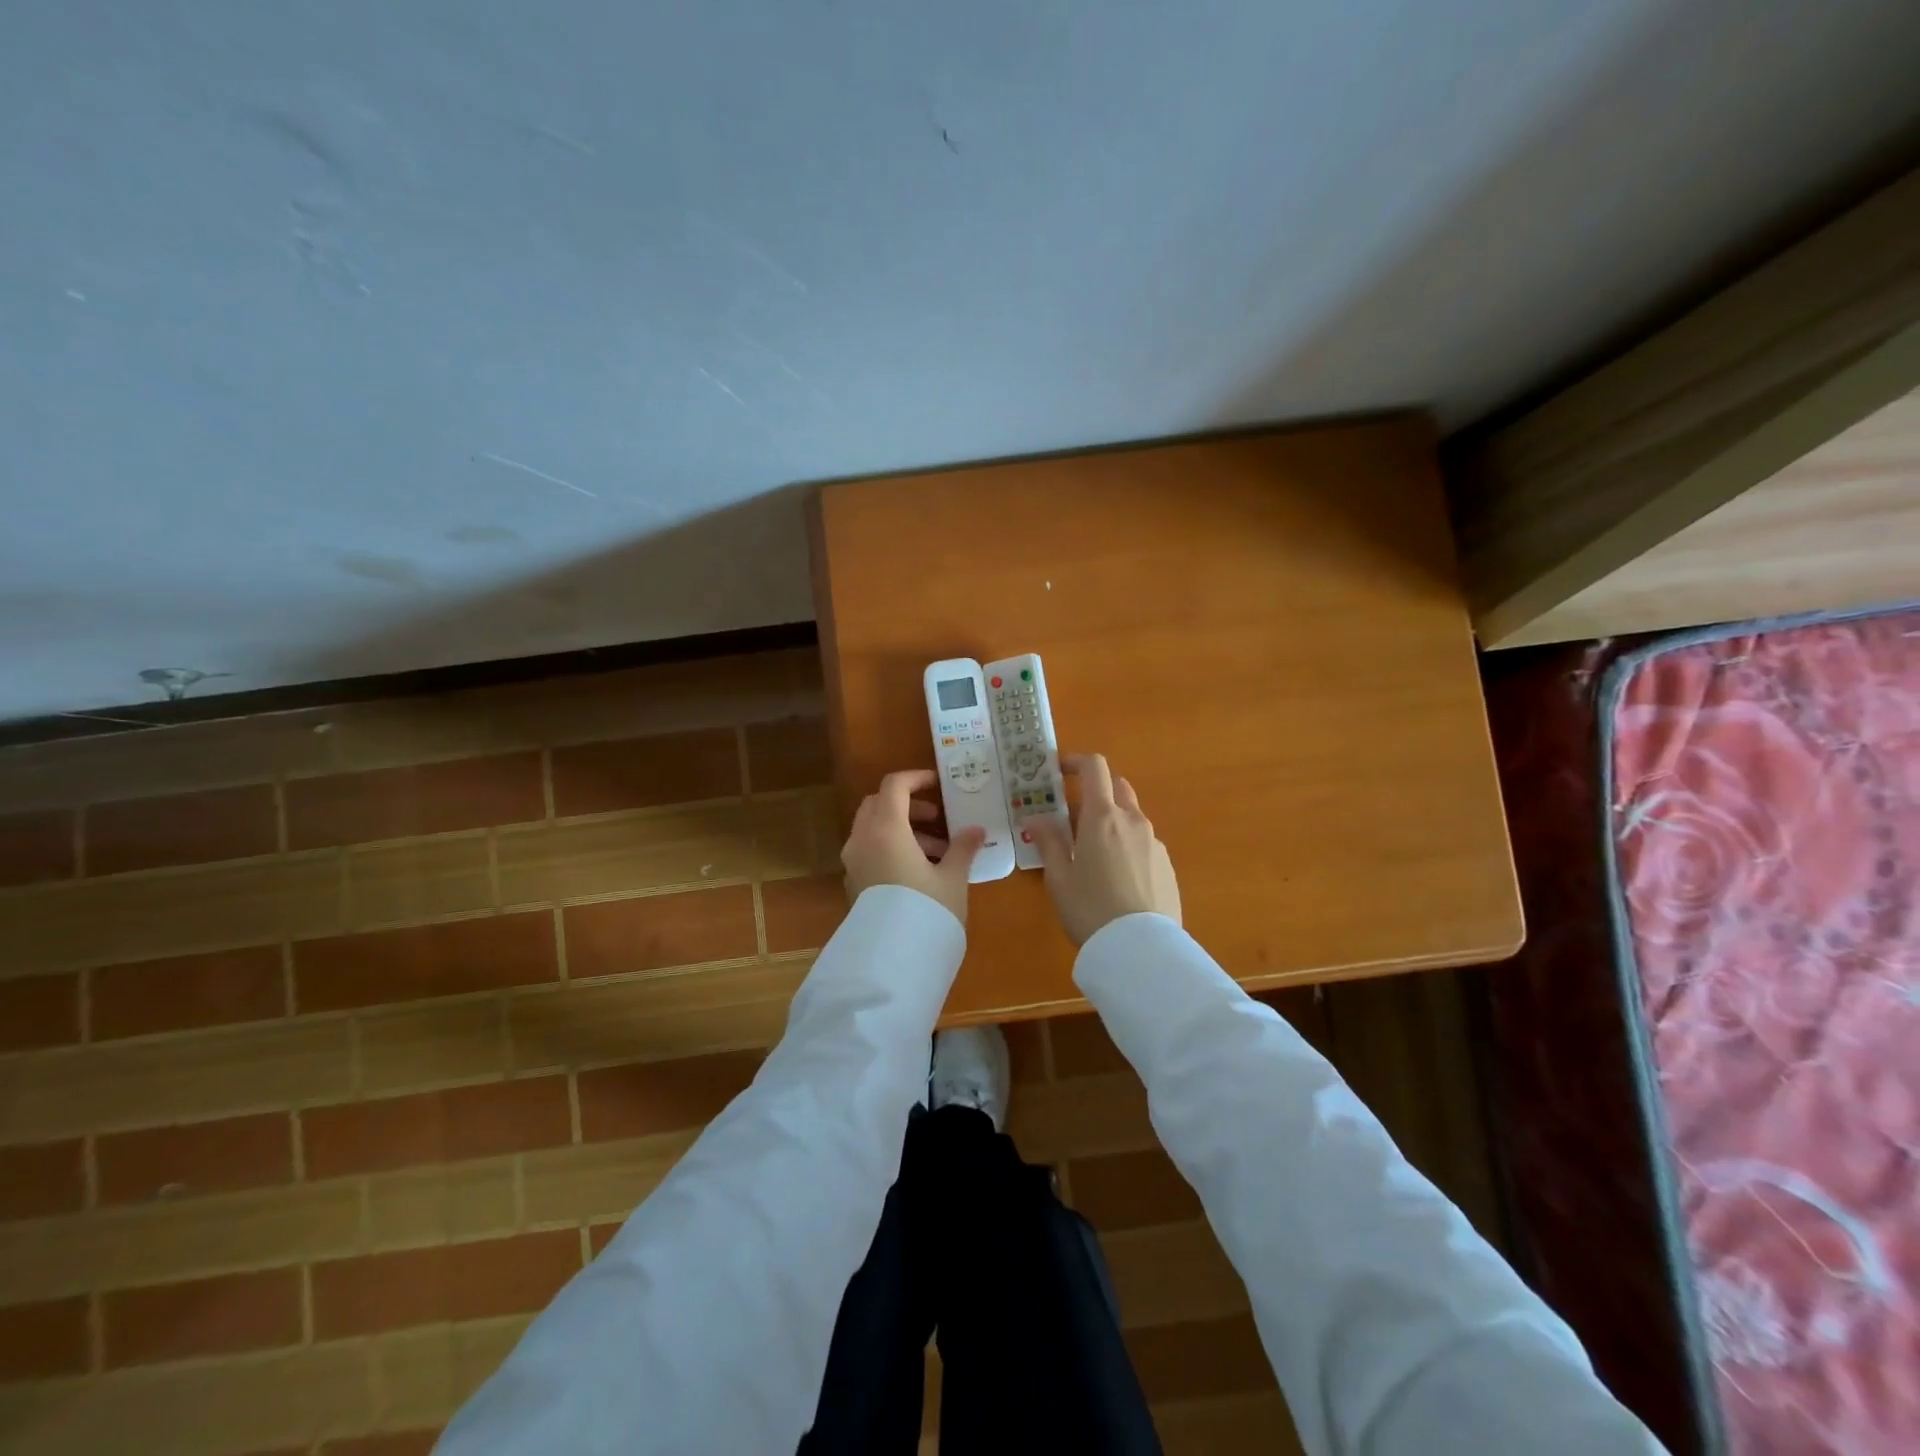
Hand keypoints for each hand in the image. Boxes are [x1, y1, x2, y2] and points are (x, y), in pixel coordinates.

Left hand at [841, 769, 985, 924]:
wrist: (893, 960)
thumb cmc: (927, 909)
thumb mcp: (953, 878)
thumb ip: (963, 848)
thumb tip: (976, 830)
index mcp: (886, 829)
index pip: (894, 786)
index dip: (916, 779)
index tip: (938, 784)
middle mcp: (863, 839)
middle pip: (878, 804)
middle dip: (908, 806)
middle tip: (937, 819)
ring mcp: (853, 861)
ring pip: (873, 828)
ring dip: (902, 829)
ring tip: (937, 852)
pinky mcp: (852, 882)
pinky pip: (869, 850)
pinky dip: (889, 847)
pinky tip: (917, 871)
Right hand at [1028, 754, 1180, 944]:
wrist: (1141, 949)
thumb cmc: (1090, 908)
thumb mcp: (1058, 878)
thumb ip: (1048, 842)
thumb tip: (1034, 818)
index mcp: (1102, 817)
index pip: (1095, 768)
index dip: (1077, 762)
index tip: (1060, 771)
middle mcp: (1133, 821)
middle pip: (1117, 787)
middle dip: (1095, 792)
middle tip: (1073, 818)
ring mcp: (1155, 842)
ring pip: (1132, 816)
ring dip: (1112, 820)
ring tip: (1093, 854)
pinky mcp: (1167, 865)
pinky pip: (1143, 842)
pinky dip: (1127, 844)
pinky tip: (1117, 877)